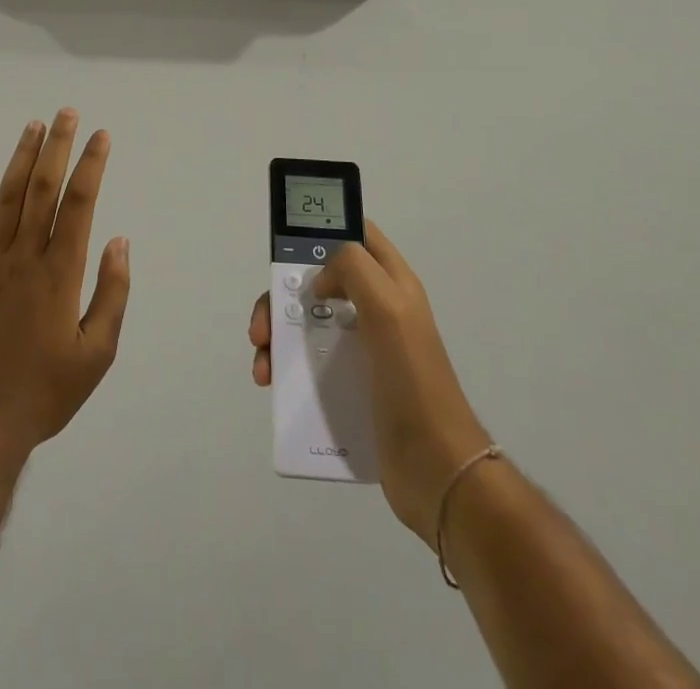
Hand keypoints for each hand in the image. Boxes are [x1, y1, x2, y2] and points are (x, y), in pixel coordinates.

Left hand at [0, 110, 131, 461]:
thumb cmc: (44, 393)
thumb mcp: (96, 354)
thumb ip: (112, 294)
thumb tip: (119, 240)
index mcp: (60, 274)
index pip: (80, 203)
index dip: (91, 165)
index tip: (101, 135)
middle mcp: (23, 258)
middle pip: (43, 189)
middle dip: (58, 147)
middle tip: (66, 113)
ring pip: (6, 199)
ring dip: (21, 159)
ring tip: (34, 126)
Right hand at [249, 223, 490, 548]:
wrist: (436, 470)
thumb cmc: (413, 380)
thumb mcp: (389, 307)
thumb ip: (353, 269)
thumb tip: (320, 279)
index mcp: (391, 283)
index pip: (357, 235)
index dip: (324, 229)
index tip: (287, 243)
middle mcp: (376, 309)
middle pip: (319, 280)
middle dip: (283, 293)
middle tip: (264, 323)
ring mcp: (363, 349)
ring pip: (307, 321)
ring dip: (277, 333)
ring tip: (262, 362)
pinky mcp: (351, 386)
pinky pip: (308, 362)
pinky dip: (284, 366)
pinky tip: (271, 383)